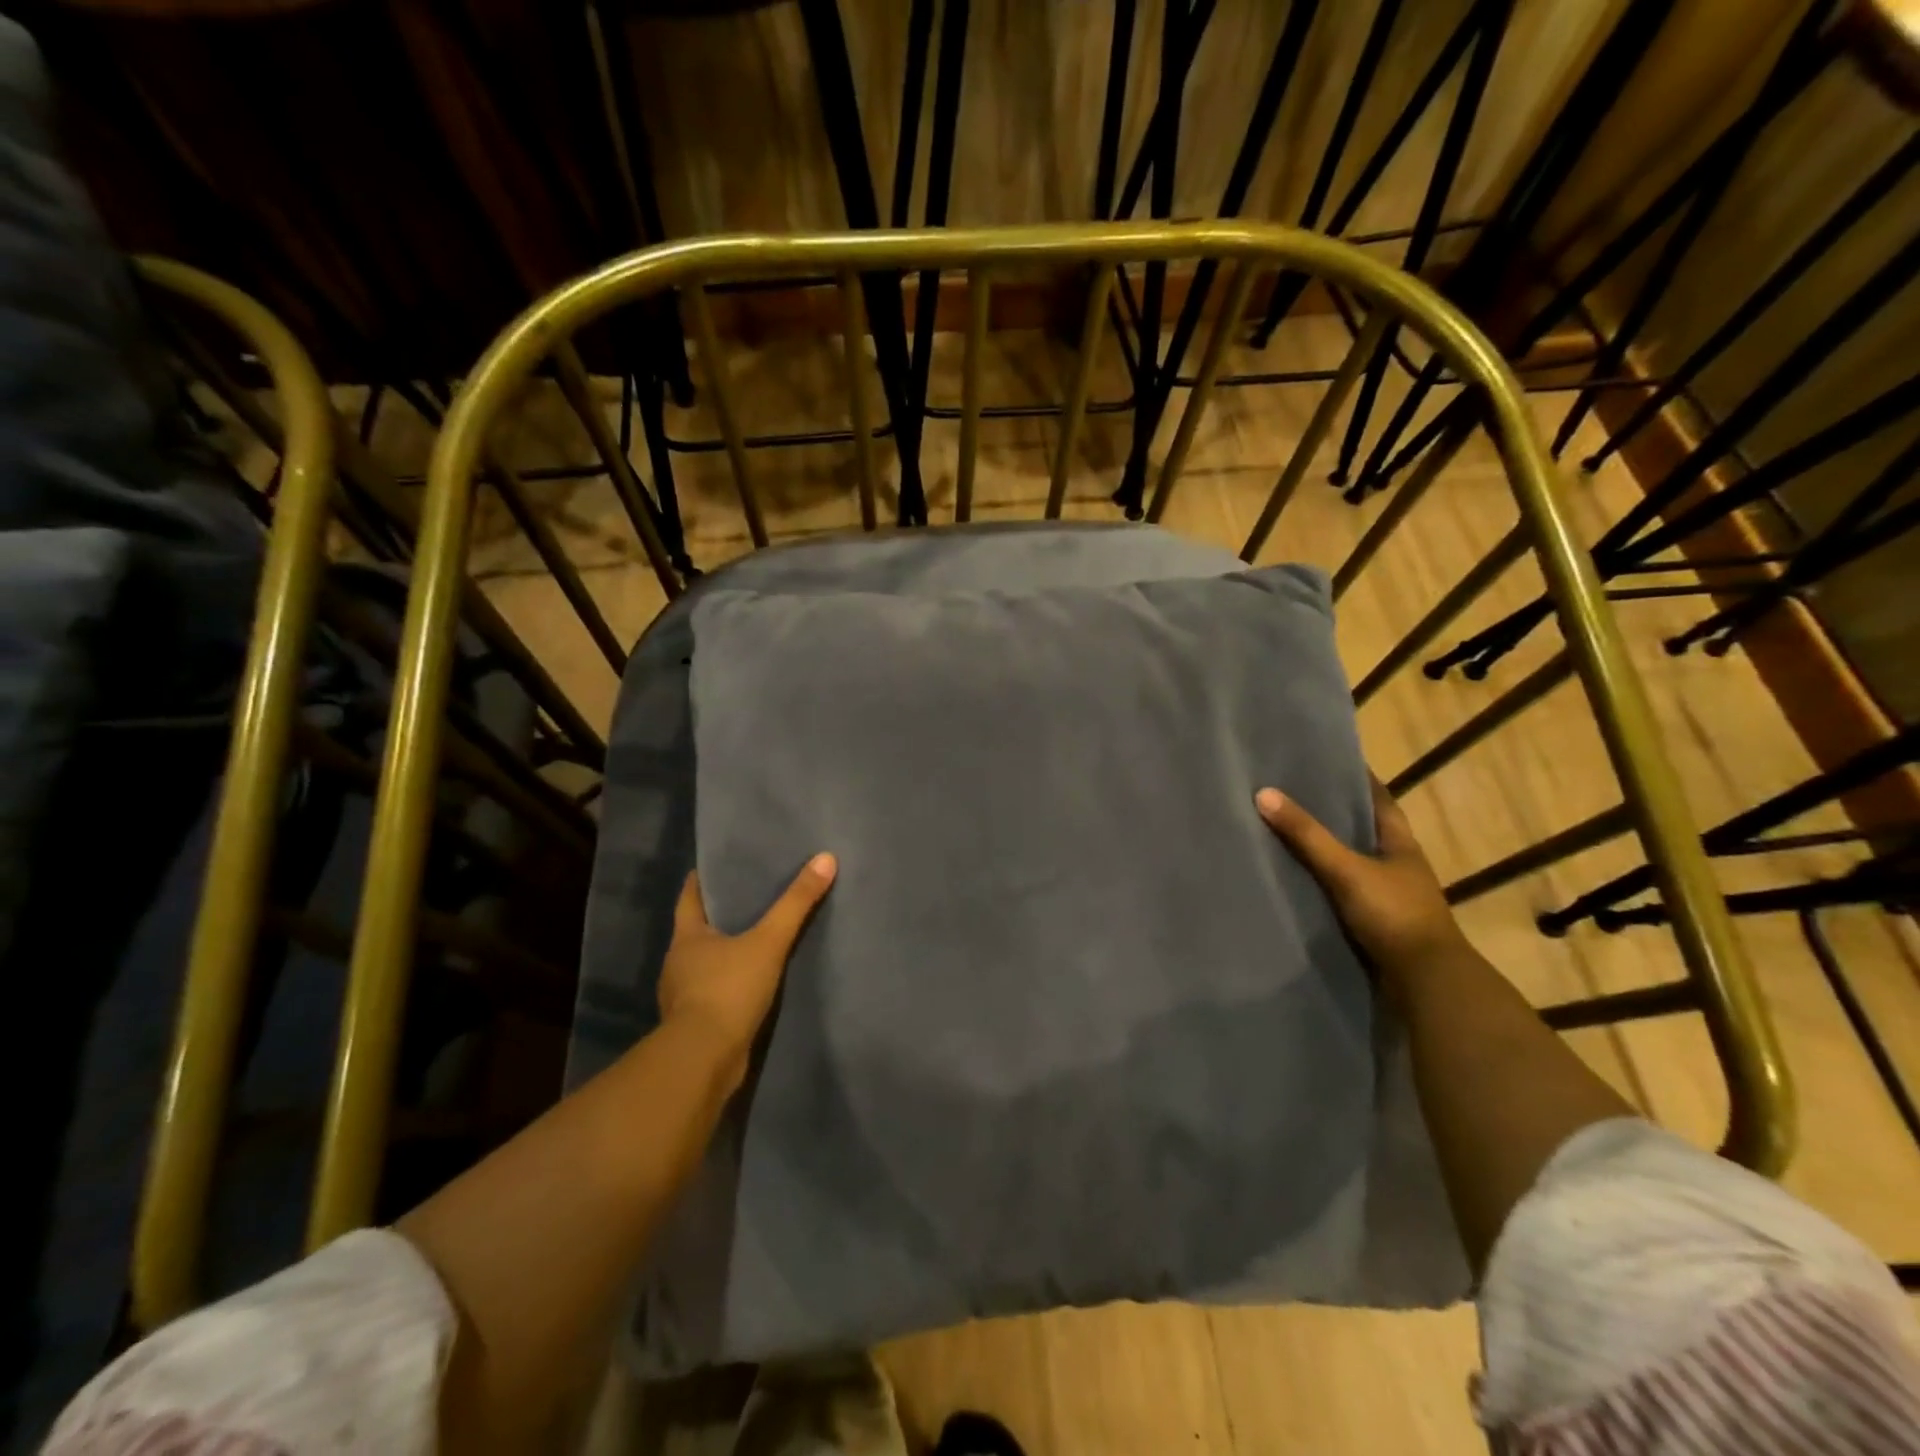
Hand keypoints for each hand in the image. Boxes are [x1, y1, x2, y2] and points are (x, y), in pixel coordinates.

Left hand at [657, 854, 836, 1080]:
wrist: (703, 1061)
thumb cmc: (727, 991)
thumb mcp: (768, 942)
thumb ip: (796, 904)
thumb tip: (825, 858)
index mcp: (687, 939)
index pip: (689, 898)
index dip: (700, 881)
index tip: (714, 866)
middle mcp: (678, 964)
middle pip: (696, 931)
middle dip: (718, 917)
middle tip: (747, 899)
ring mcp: (683, 997)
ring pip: (705, 965)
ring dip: (724, 954)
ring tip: (754, 941)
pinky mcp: (696, 1025)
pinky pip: (713, 994)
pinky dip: (729, 986)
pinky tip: (750, 985)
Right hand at [1255, 778, 1471, 993]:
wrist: (1425, 982)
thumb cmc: (1393, 915)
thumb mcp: (1346, 869)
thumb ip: (1307, 836)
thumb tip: (1263, 793)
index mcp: (1401, 845)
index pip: (1380, 800)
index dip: (1359, 779)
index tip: (1331, 759)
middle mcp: (1398, 865)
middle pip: (1365, 829)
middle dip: (1336, 812)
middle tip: (1297, 792)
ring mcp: (1390, 896)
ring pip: (1355, 861)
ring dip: (1330, 849)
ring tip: (1290, 832)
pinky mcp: (1377, 922)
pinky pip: (1345, 890)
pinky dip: (1326, 880)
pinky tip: (1301, 878)